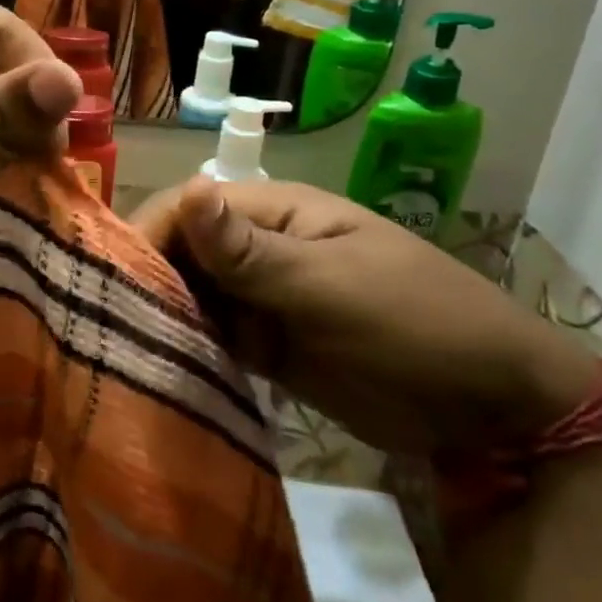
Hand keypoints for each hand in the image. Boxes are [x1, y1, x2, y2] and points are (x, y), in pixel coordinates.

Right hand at [133, 179, 600, 454]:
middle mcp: (255, 247)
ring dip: (163, 318)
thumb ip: (250, 251)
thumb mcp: (331, 286)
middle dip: (147, 282)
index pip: (186, 209)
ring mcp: (259, 296)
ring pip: (189, 295)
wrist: (492, 409)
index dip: (147, 238)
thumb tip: (186, 192)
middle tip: (110, 327)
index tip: (112, 283)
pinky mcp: (263, 342)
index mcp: (272, 212)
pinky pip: (210, 337)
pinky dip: (187, 349)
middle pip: (180, 251)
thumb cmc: (414, 325)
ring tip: (124, 353)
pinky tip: (160, 371)